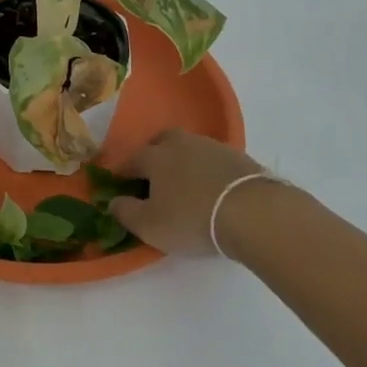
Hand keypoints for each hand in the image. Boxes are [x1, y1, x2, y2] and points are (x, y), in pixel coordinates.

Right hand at [108, 130, 283, 257]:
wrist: (253, 212)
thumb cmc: (192, 218)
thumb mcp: (150, 225)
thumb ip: (125, 212)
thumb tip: (113, 201)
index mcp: (155, 157)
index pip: (132, 159)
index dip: (123, 173)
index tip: (122, 185)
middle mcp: (182, 144)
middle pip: (162, 141)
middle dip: (154, 154)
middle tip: (154, 177)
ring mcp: (213, 147)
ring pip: (190, 148)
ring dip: (183, 161)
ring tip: (185, 184)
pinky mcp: (239, 158)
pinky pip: (214, 159)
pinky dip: (207, 170)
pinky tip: (211, 187)